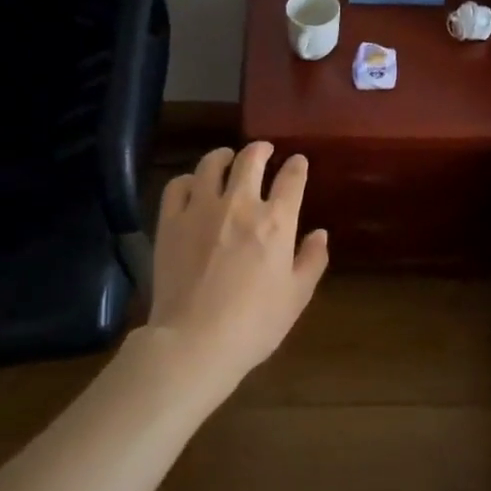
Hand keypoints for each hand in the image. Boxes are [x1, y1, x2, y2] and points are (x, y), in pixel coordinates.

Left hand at [144, 143, 329, 392]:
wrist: (195, 341)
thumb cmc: (255, 324)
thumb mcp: (297, 296)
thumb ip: (312, 260)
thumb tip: (320, 234)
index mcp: (276, 222)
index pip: (291, 179)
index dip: (297, 166)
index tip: (298, 162)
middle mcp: (239, 204)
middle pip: (250, 160)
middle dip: (261, 149)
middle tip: (264, 149)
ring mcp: (201, 209)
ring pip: (211, 165)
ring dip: (223, 156)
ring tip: (227, 157)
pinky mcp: (170, 221)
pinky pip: (177, 185)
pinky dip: (188, 179)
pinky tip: (192, 184)